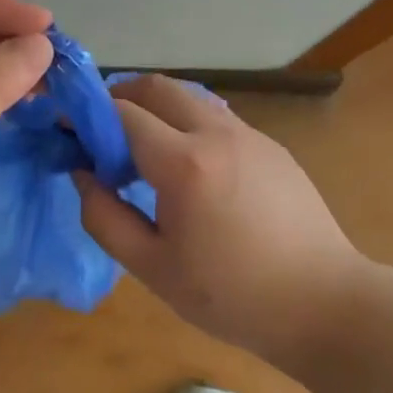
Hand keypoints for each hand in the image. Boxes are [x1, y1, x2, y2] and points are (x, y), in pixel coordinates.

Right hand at [74, 74, 367, 359]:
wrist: (325, 305)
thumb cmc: (232, 296)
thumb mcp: (152, 268)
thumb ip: (105, 217)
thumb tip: (83, 174)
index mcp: (184, 164)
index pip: (121, 113)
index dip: (87, 116)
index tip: (67, 130)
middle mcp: (217, 133)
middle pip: (156, 88)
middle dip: (119, 97)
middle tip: (100, 132)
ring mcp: (250, 135)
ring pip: (189, 98)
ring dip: (155, 109)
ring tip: (141, 151)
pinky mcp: (271, 146)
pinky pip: (216, 118)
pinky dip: (187, 124)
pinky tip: (189, 169)